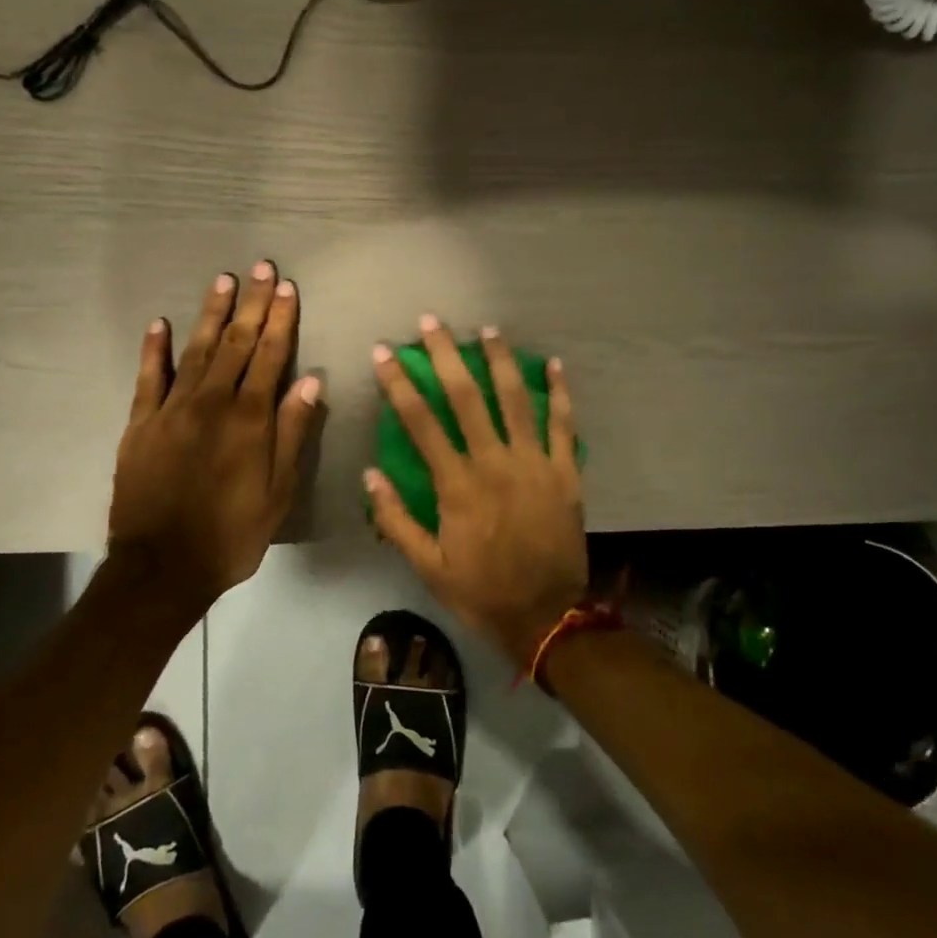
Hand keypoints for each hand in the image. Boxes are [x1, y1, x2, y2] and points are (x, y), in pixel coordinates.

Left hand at [110, 263, 322, 602]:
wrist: (162, 568)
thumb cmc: (232, 534)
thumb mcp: (278, 492)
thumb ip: (293, 433)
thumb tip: (309, 381)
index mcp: (249, 420)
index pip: (270, 356)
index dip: (281, 320)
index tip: (287, 287)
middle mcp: (211, 403)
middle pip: (236, 344)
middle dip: (252, 304)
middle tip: (261, 267)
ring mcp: (171, 410)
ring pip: (196, 350)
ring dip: (212, 314)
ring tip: (224, 281)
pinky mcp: (140, 424)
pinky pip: (147, 378)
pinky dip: (153, 349)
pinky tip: (159, 323)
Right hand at [366, 317, 587, 664]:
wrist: (546, 616)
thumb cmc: (481, 590)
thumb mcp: (427, 566)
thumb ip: (396, 520)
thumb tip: (370, 474)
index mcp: (457, 484)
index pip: (420, 421)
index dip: (399, 383)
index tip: (384, 352)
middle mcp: (494, 462)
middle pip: (467, 397)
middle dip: (447, 354)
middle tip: (432, 321)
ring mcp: (535, 464)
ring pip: (516, 400)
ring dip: (500, 361)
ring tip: (487, 330)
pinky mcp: (566, 473)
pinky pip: (564, 425)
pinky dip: (560, 393)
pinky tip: (553, 364)